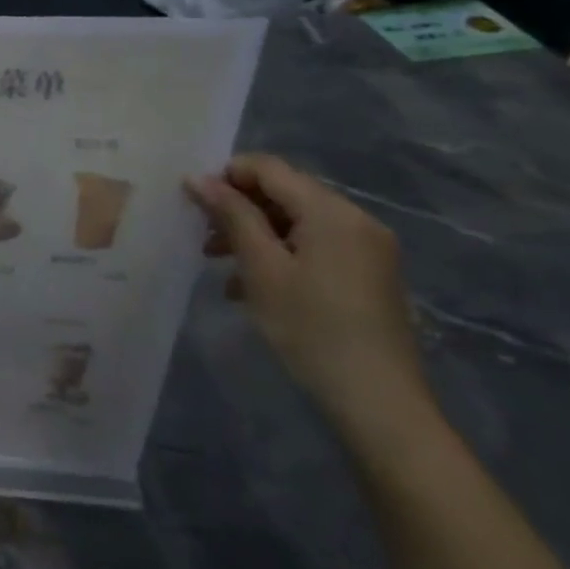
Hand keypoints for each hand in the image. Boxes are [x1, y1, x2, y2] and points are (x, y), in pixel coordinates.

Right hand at [186, 154, 438, 456]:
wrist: (377, 399)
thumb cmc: (310, 327)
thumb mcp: (261, 268)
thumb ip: (231, 216)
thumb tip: (197, 178)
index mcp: (332, 212)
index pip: (269, 168)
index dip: (226, 176)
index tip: (192, 203)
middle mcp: (356, 220)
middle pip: (285, 194)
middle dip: (239, 209)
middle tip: (201, 237)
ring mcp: (367, 248)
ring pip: (297, 222)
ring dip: (255, 235)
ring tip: (219, 264)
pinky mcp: (368, 274)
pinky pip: (315, 247)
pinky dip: (281, 255)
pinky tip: (252, 287)